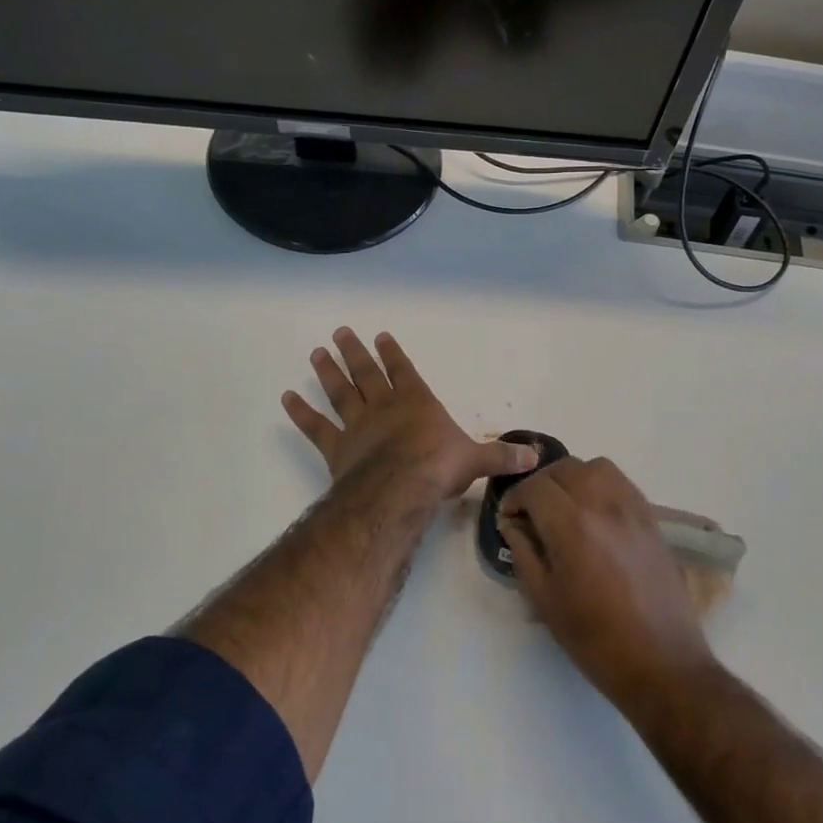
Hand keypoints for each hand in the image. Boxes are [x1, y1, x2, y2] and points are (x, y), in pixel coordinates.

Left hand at [283, 329, 536, 498]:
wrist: (401, 489)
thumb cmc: (439, 468)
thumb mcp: (477, 461)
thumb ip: (502, 456)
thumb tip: (536, 457)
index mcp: (417, 403)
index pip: (404, 370)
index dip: (392, 353)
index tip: (379, 336)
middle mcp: (385, 407)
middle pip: (366, 373)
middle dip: (354, 352)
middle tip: (339, 332)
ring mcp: (357, 425)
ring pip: (340, 392)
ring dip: (328, 372)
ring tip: (317, 353)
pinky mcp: (337, 448)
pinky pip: (316, 427)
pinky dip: (301, 413)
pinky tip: (286, 397)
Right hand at [500, 457, 714, 713]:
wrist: (661, 663)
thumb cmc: (595, 639)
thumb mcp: (545, 600)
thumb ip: (524, 552)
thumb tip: (513, 524)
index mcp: (572, 526)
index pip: (535, 487)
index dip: (515, 497)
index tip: (509, 517)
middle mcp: (604, 505)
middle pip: (565, 468)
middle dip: (541, 484)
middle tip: (532, 511)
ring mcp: (633, 509)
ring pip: (596, 467)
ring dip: (573, 478)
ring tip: (565, 506)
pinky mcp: (652, 519)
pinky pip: (622, 483)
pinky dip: (601, 486)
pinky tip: (595, 515)